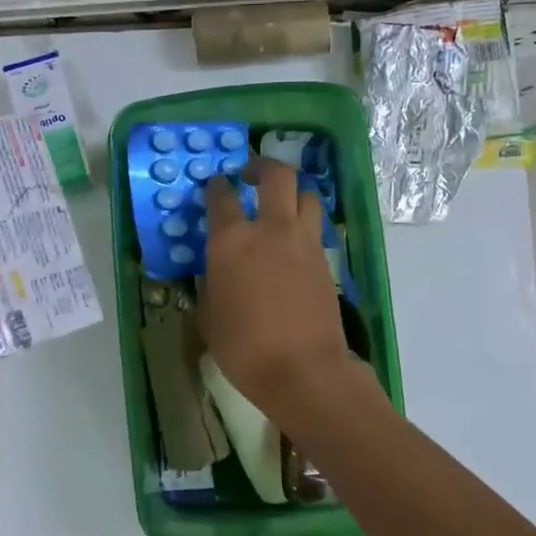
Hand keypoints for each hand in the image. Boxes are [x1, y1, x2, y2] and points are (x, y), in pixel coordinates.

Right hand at [201, 157, 360, 424]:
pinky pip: (316, 227)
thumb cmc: (243, 347)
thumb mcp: (209, 316)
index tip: (214, 186)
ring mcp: (304, 242)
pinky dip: (305, 224)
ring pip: (306, 195)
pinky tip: (293, 242)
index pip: (221, 196)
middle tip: (250, 174)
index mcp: (232, 240)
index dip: (216, 186)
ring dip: (292, 192)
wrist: (302, 369)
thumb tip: (214, 273)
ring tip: (280, 204)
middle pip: (276, 175)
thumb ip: (210, 284)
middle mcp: (270, 229)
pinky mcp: (325, 260)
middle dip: (262, 166)